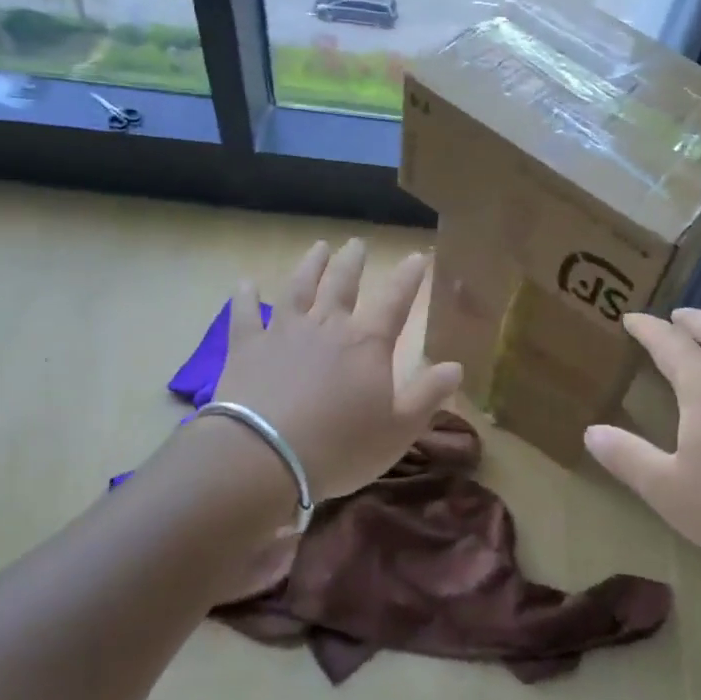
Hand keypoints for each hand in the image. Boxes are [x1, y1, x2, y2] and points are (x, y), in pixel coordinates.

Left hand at [214, 238, 462, 501]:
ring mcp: (283, 332)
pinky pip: (245, 314)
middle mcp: (327, 326)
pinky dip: (245, 296)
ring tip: (318, 247)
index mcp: (367, 344)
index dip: (409, 278)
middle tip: (357, 243)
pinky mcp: (246, 347)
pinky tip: (245, 283)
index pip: (395, 301)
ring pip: (299, 288)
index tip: (418, 256)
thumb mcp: (399, 429)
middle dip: (353, 262)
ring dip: (310, 266)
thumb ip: (428, 395)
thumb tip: (456, 366)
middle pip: (342, 284)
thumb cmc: (340, 447)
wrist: (264, 456)